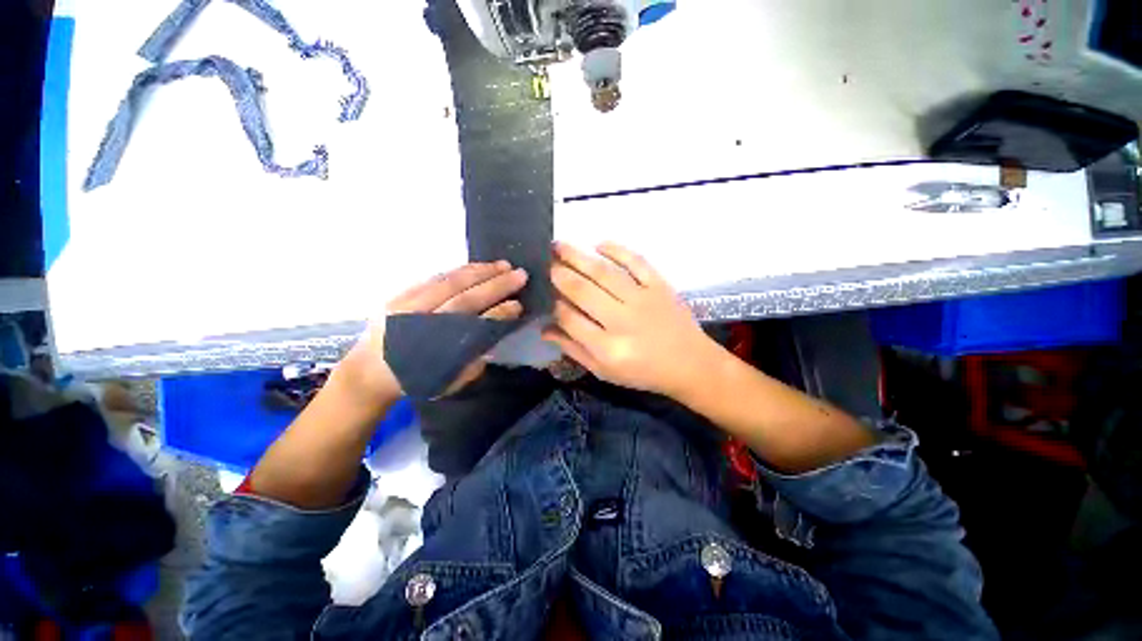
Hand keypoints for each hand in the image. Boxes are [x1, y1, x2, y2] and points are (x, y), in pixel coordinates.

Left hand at [343, 261, 527, 401]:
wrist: (368, 371)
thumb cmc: (415, 379)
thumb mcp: (448, 381)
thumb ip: (473, 362)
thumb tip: (494, 338)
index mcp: (436, 352)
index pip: (474, 327)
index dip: (498, 315)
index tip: (519, 304)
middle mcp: (421, 325)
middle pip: (465, 299)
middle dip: (495, 285)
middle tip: (520, 274)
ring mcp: (407, 307)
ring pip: (449, 283)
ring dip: (478, 272)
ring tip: (502, 264)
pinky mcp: (399, 295)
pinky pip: (434, 278)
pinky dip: (458, 271)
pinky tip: (475, 267)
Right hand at [543, 242, 715, 397]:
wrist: (690, 364)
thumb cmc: (644, 372)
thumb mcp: (604, 372)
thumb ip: (574, 350)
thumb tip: (545, 329)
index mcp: (607, 348)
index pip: (569, 318)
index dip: (553, 304)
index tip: (545, 293)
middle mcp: (622, 321)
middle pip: (582, 291)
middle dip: (558, 274)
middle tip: (544, 261)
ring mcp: (642, 299)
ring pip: (603, 272)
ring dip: (577, 256)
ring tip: (559, 245)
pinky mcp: (660, 286)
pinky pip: (636, 262)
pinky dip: (617, 250)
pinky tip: (598, 243)